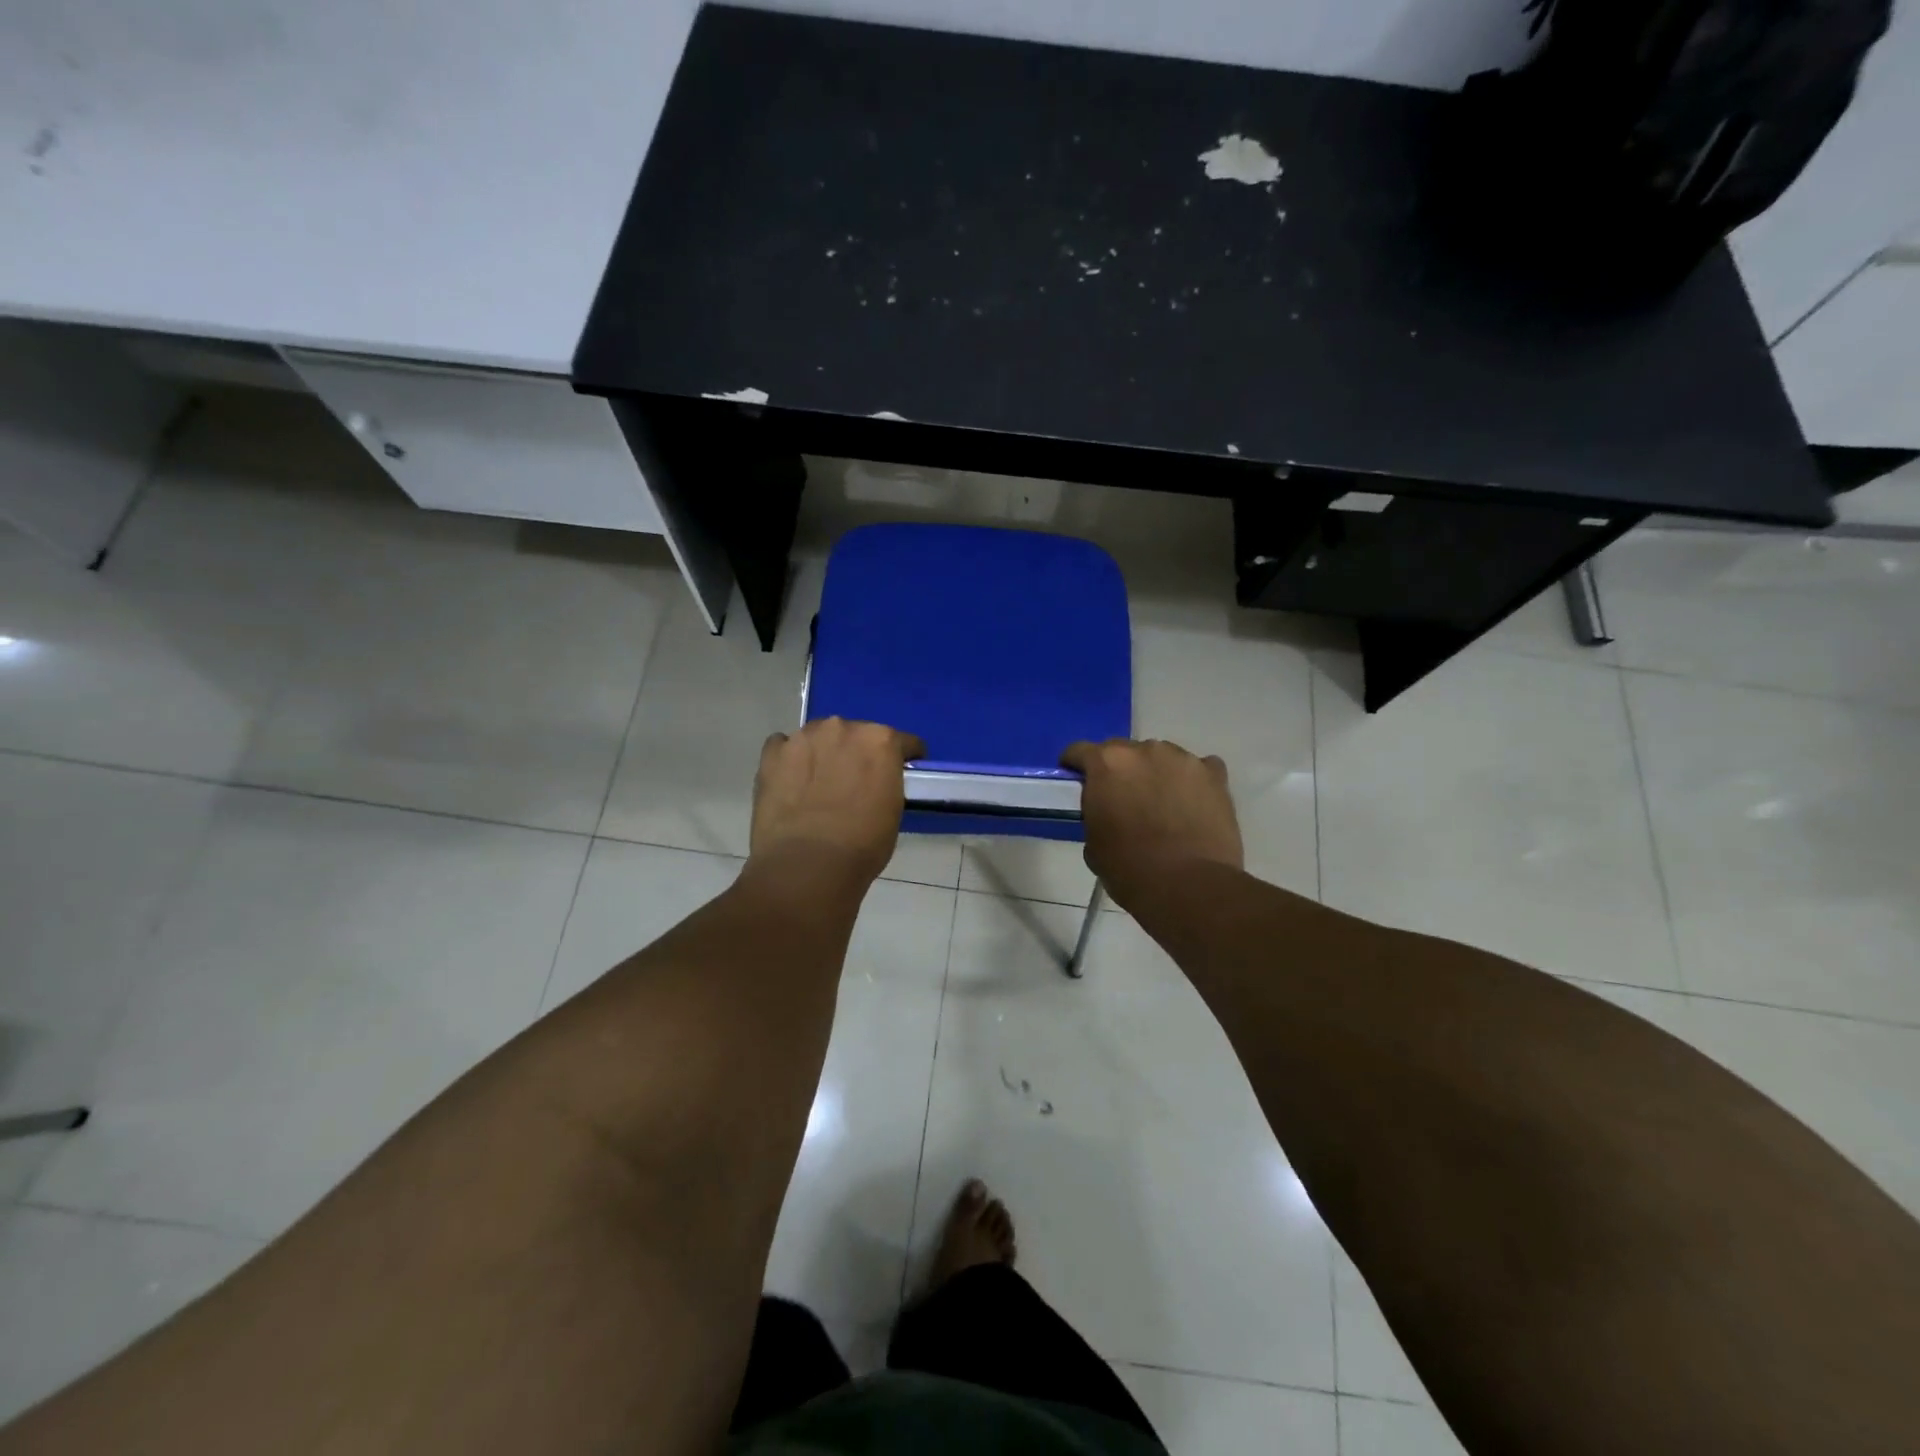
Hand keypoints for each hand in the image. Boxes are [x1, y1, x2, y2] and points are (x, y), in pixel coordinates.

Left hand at [750, 717, 926, 885]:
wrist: (807, 865)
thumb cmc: (862, 845)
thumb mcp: (892, 812)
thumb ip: (886, 783)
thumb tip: (876, 785)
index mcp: (880, 741)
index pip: (902, 742)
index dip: (903, 758)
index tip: (899, 772)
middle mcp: (842, 728)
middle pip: (855, 734)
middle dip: (856, 754)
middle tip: (853, 783)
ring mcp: (803, 738)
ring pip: (817, 738)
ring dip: (822, 754)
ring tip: (817, 785)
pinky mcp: (772, 754)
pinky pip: (783, 747)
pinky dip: (788, 761)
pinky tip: (790, 784)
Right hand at [1061, 738, 1243, 905]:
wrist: (1189, 885)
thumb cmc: (1130, 868)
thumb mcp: (1093, 844)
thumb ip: (1096, 814)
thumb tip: (1108, 813)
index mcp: (1107, 764)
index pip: (1080, 751)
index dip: (1075, 766)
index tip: (1077, 782)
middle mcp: (1144, 750)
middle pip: (1123, 751)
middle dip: (1119, 770)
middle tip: (1122, 798)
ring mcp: (1183, 759)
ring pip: (1162, 757)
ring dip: (1156, 773)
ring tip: (1162, 803)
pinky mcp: (1215, 775)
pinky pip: (1199, 769)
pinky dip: (1192, 781)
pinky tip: (1192, 803)